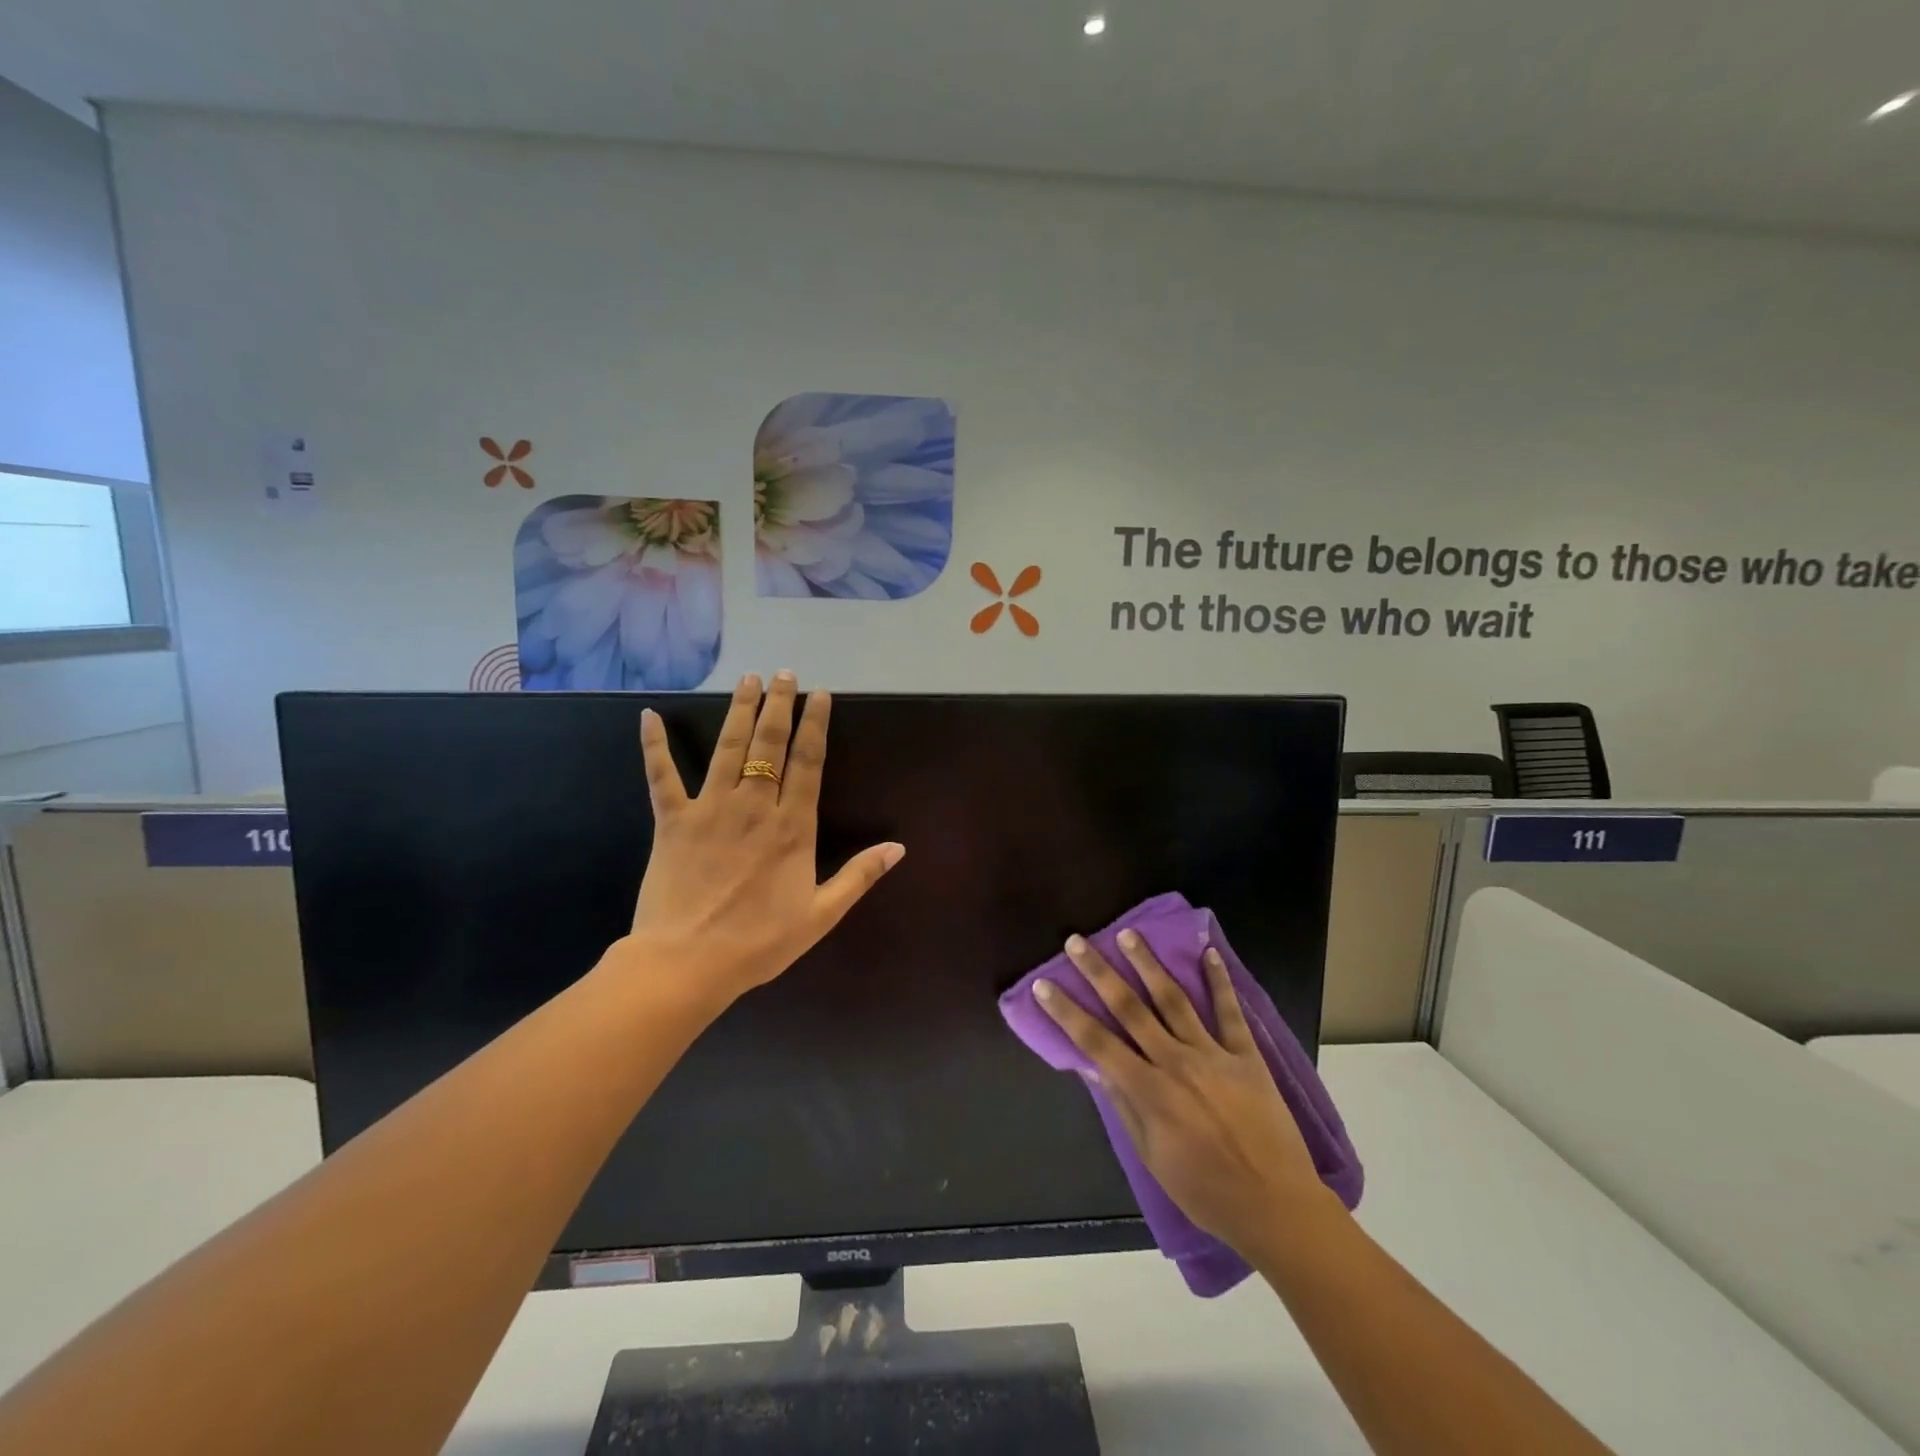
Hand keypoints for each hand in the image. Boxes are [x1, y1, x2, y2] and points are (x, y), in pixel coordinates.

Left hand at [622, 671, 903, 1007]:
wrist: (687, 963)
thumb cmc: (759, 942)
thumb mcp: (820, 915)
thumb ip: (859, 876)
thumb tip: (899, 847)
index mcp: (791, 827)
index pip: (808, 762)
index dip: (815, 725)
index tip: (819, 695)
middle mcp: (754, 806)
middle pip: (769, 745)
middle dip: (779, 705)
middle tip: (783, 673)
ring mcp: (710, 809)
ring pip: (728, 749)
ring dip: (739, 711)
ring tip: (748, 679)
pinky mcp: (672, 821)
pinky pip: (661, 776)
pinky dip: (654, 746)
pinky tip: (648, 716)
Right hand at [1035, 931, 1334, 1256]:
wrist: (1277, 1206)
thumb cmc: (1207, 1192)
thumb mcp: (1153, 1158)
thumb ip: (1125, 1107)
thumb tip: (1095, 1068)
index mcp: (1149, 1091)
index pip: (1096, 1042)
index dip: (1067, 1012)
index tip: (1045, 984)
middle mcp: (1176, 1062)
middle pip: (1129, 1008)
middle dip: (1099, 972)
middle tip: (1077, 941)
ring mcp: (1213, 1054)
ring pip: (1173, 999)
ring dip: (1148, 965)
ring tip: (1129, 934)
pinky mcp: (1247, 1056)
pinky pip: (1230, 1012)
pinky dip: (1219, 981)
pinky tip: (1208, 953)